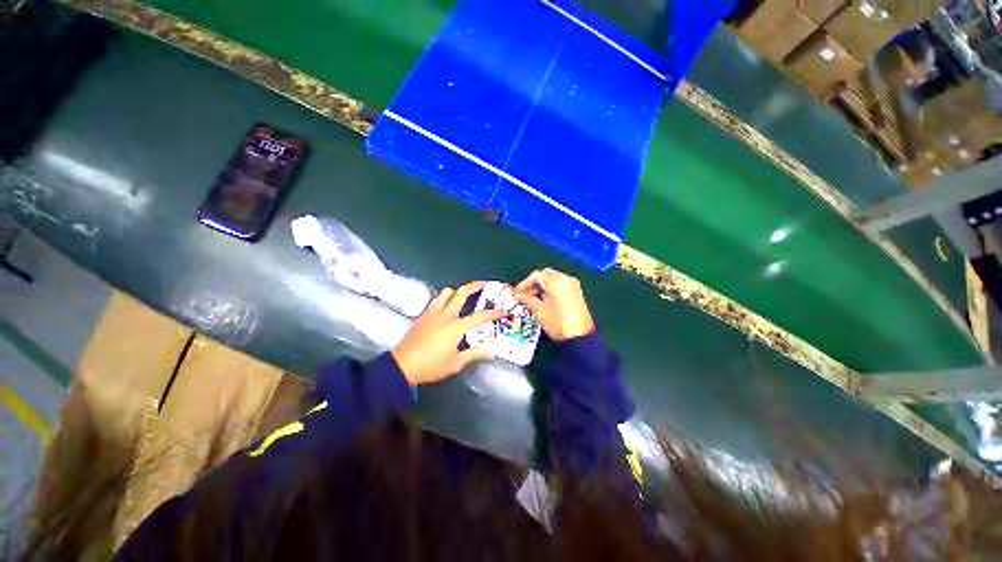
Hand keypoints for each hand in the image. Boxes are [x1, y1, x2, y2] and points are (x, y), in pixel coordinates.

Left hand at [392, 281, 505, 385]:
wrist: (402, 366)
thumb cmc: (431, 366)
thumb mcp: (455, 363)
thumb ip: (474, 354)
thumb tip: (491, 353)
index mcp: (456, 326)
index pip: (480, 316)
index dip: (494, 313)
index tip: (503, 311)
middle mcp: (445, 314)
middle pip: (462, 292)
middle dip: (475, 286)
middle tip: (484, 285)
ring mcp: (432, 313)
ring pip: (446, 292)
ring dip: (457, 292)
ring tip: (463, 297)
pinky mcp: (423, 315)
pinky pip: (436, 301)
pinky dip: (444, 300)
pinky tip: (446, 309)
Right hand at [513, 268, 594, 340]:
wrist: (579, 337)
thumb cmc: (559, 323)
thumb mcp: (539, 311)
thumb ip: (527, 300)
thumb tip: (519, 295)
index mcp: (556, 281)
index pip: (536, 275)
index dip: (524, 284)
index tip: (517, 292)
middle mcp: (566, 279)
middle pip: (545, 275)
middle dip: (533, 284)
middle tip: (524, 295)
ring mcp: (573, 285)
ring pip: (553, 280)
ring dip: (542, 287)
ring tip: (532, 300)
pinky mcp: (576, 293)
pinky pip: (560, 285)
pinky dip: (551, 290)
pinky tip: (544, 301)